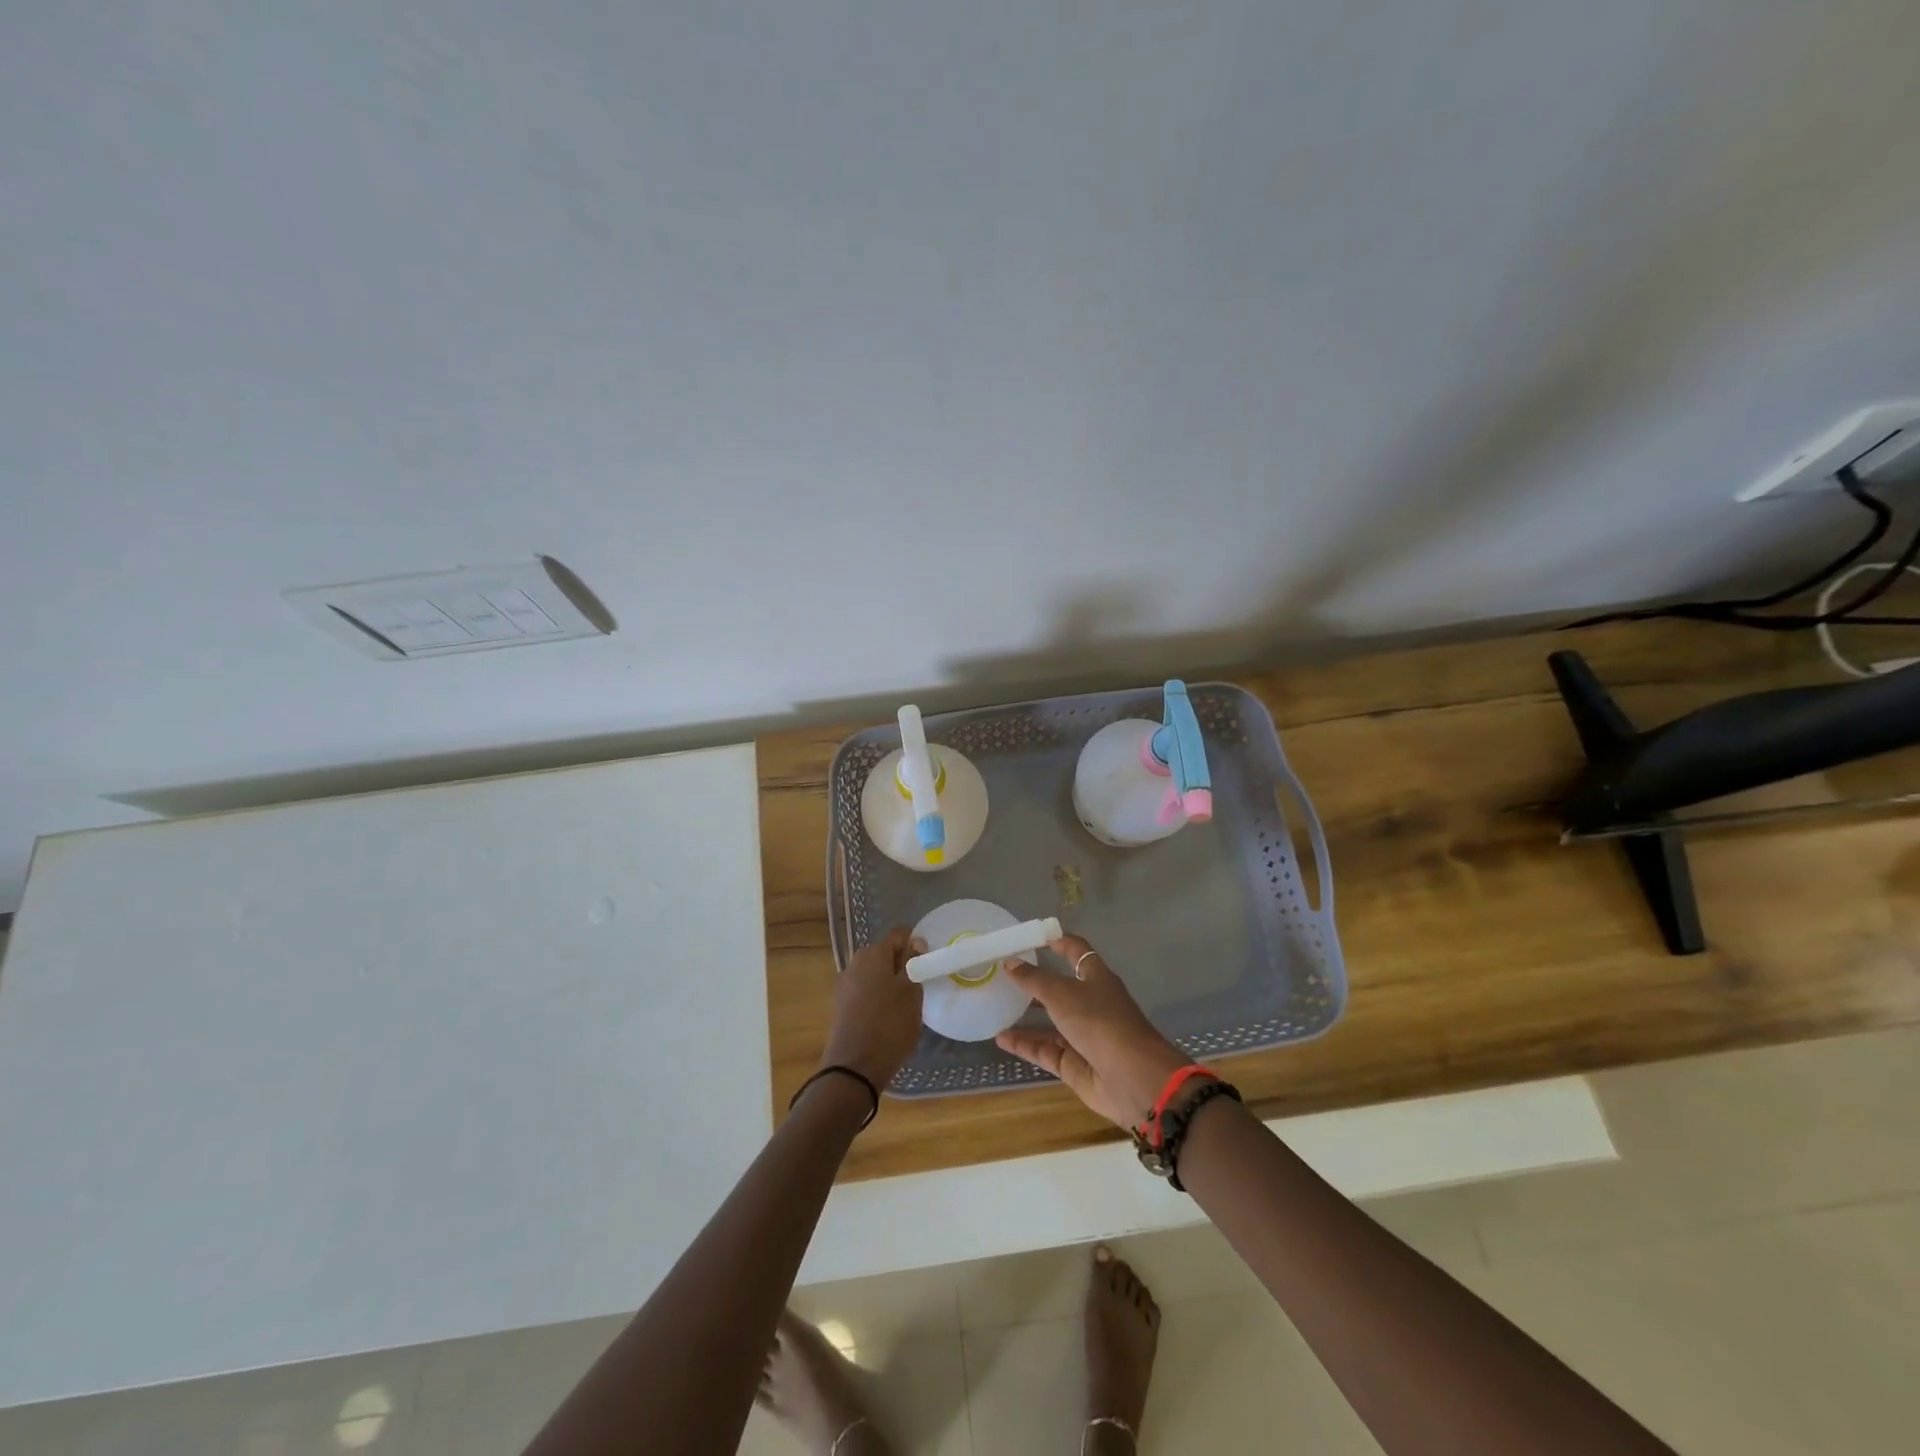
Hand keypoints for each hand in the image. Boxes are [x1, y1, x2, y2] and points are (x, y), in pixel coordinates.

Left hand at [821, 927, 924, 1088]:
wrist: (854, 1068)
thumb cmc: (889, 1025)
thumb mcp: (911, 992)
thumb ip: (914, 962)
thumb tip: (915, 941)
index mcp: (873, 953)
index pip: (898, 935)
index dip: (916, 944)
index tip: (927, 964)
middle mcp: (855, 963)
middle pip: (885, 954)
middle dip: (902, 965)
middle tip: (919, 987)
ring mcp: (845, 985)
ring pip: (875, 974)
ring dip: (890, 983)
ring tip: (906, 1006)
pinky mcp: (841, 1006)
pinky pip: (865, 992)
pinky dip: (878, 998)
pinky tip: (888, 1018)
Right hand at [995, 933, 1190, 1129]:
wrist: (1133, 1079)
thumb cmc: (1100, 1022)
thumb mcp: (1062, 994)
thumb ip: (1034, 979)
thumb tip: (1010, 962)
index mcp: (1096, 977)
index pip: (1076, 951)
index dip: (1057, 941)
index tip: (1030, 937)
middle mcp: (1091, 1003)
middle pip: (1060, 988)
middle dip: (1034, 983)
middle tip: (1002, 976)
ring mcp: (1084, 1035)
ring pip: (1050, 1022)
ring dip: (1026, 1017)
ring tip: (996, 1008)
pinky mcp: (1076, 1064)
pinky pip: (1046, 1050)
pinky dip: (1025, 1044)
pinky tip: (1000, 1039)